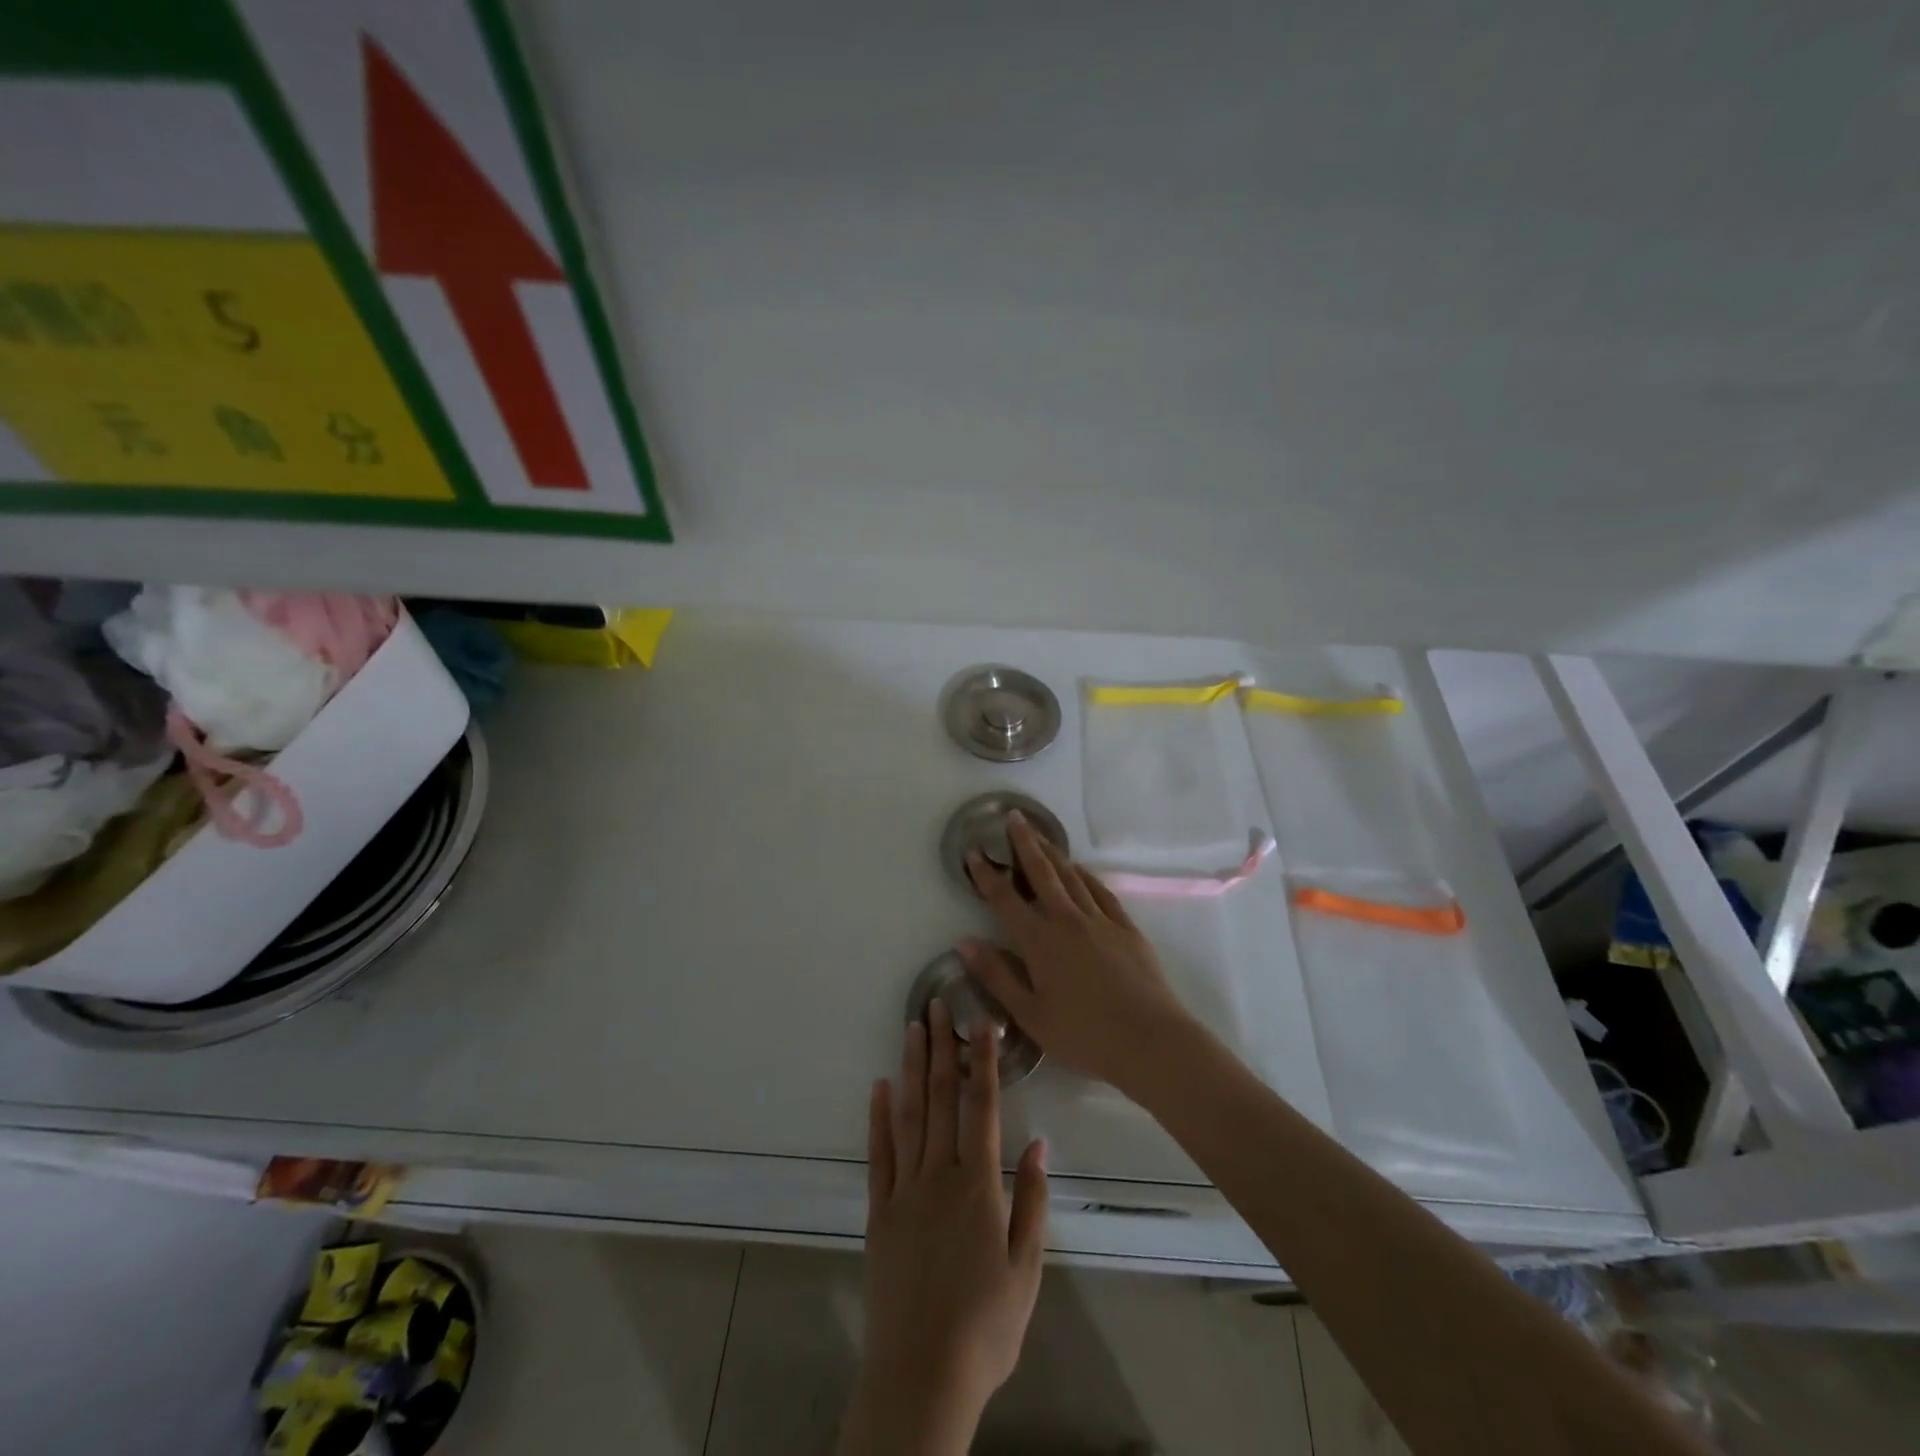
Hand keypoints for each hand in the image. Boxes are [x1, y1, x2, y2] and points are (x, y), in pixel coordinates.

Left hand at [840, 999, 1048, 1455]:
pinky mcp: (879, 1211)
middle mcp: (939, 1175)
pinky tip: (880, 1086)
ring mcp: (904, 1190)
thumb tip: (1038, 1144)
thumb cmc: (985, 1328)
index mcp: (978, 1187)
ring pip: (909, 1115)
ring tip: (911, 1028)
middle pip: (942, 1099)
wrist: (921, 1377)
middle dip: (942, 1048)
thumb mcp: (1026, 1271)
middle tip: (936, 1005)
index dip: (983, 1061)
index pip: (983, 1108)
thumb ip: (1031, 1202)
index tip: (981, 1022)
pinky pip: (879, 1153)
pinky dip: (878, 1116)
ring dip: (912, 1069)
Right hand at [959, 812, 1196, 1095]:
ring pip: (1072, 876)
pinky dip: (1086, 875)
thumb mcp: (1030, 1016)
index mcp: (1040, 943)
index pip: (1005, 900)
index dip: (987, 875)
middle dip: (1025, 844)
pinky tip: (1080, 869)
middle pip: (1042, 874)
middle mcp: (1068, 921)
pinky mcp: (1126, 928)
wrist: (1150, 1041)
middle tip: (1014, 818)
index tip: (974, 852)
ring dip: (1053, 853)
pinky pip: (1101, 891)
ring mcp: (1100, 920)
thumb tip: (964, 942)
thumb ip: (997, 976)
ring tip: (1040, 835)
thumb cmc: (1084, 1036)